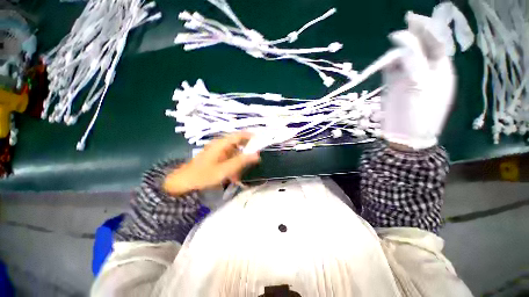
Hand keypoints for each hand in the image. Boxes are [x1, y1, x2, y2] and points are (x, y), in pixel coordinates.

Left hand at [163, 132, 259, 195]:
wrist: (183, 182)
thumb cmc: (204, 175)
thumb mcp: (225, 169)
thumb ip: (241, 161)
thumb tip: (257, 154)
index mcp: (222, 143)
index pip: (240, 135)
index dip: (251, 136)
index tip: (261, 142)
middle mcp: (221, 144)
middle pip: (239, 143)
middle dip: (247, 152)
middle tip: (254, 161)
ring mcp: (218, 150)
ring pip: (235, 152)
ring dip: (240, 161)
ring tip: (242, 172)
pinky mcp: (216, 157)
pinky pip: (229, 158)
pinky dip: (234, 165)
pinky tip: (233, 176)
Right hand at [382, 12, 455, 149]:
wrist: (404, 135)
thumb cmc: (419, 114)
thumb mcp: (420, 86)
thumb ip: (413, 61)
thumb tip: (401, 40)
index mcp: (440, 70)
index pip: (435, 42)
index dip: (425, 29)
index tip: (411, 18)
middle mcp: (425, 70)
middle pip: (419, 47)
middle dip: (411, 37)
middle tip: (399, 31)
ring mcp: (408, 77)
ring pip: (403, 57)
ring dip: (396, 54)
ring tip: (389, 60)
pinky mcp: (393, 85)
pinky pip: (391, 69)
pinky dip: (387, 64)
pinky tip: (385, 65)